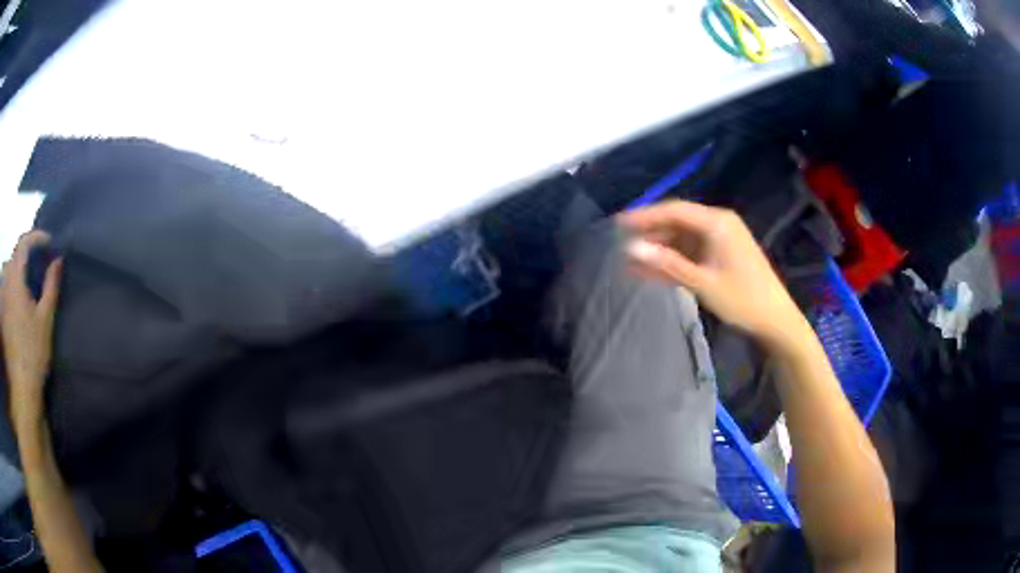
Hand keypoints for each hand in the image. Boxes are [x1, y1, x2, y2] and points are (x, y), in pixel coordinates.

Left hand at [2, 231, 62, 419]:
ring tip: (27, 279)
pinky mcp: (2, 312)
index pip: (24, 242)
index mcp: (16, 278)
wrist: (21, 388)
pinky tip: (17, 298)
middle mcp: (6, 281)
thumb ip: (51, 286)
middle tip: (39, 262)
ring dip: (18, 267)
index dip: (37, 237)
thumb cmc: (33, 353)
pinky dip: (12, 283)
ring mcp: (2, 297)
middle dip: (27, 252)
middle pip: (15, 254)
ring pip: (9, 268)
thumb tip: (58, 259)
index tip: (49, 242)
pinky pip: (5, 285)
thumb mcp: (45, 320)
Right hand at [619, 200, 807, 348]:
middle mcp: (718, 224)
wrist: (775, 320)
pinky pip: (691, 252)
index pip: (675, 211)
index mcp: (717, 223)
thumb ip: (667, 264)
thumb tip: (631, 249)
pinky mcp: (720, 256)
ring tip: (630, 263)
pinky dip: (673, 261)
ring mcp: (719, 240)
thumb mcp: (703, 283)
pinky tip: (651, 271)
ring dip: (659, 250)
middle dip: (650, 234)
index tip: (618, 223)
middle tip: (620, 245)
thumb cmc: (743, 299)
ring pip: (682, 240)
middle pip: (677, 223)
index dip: (645, 216)